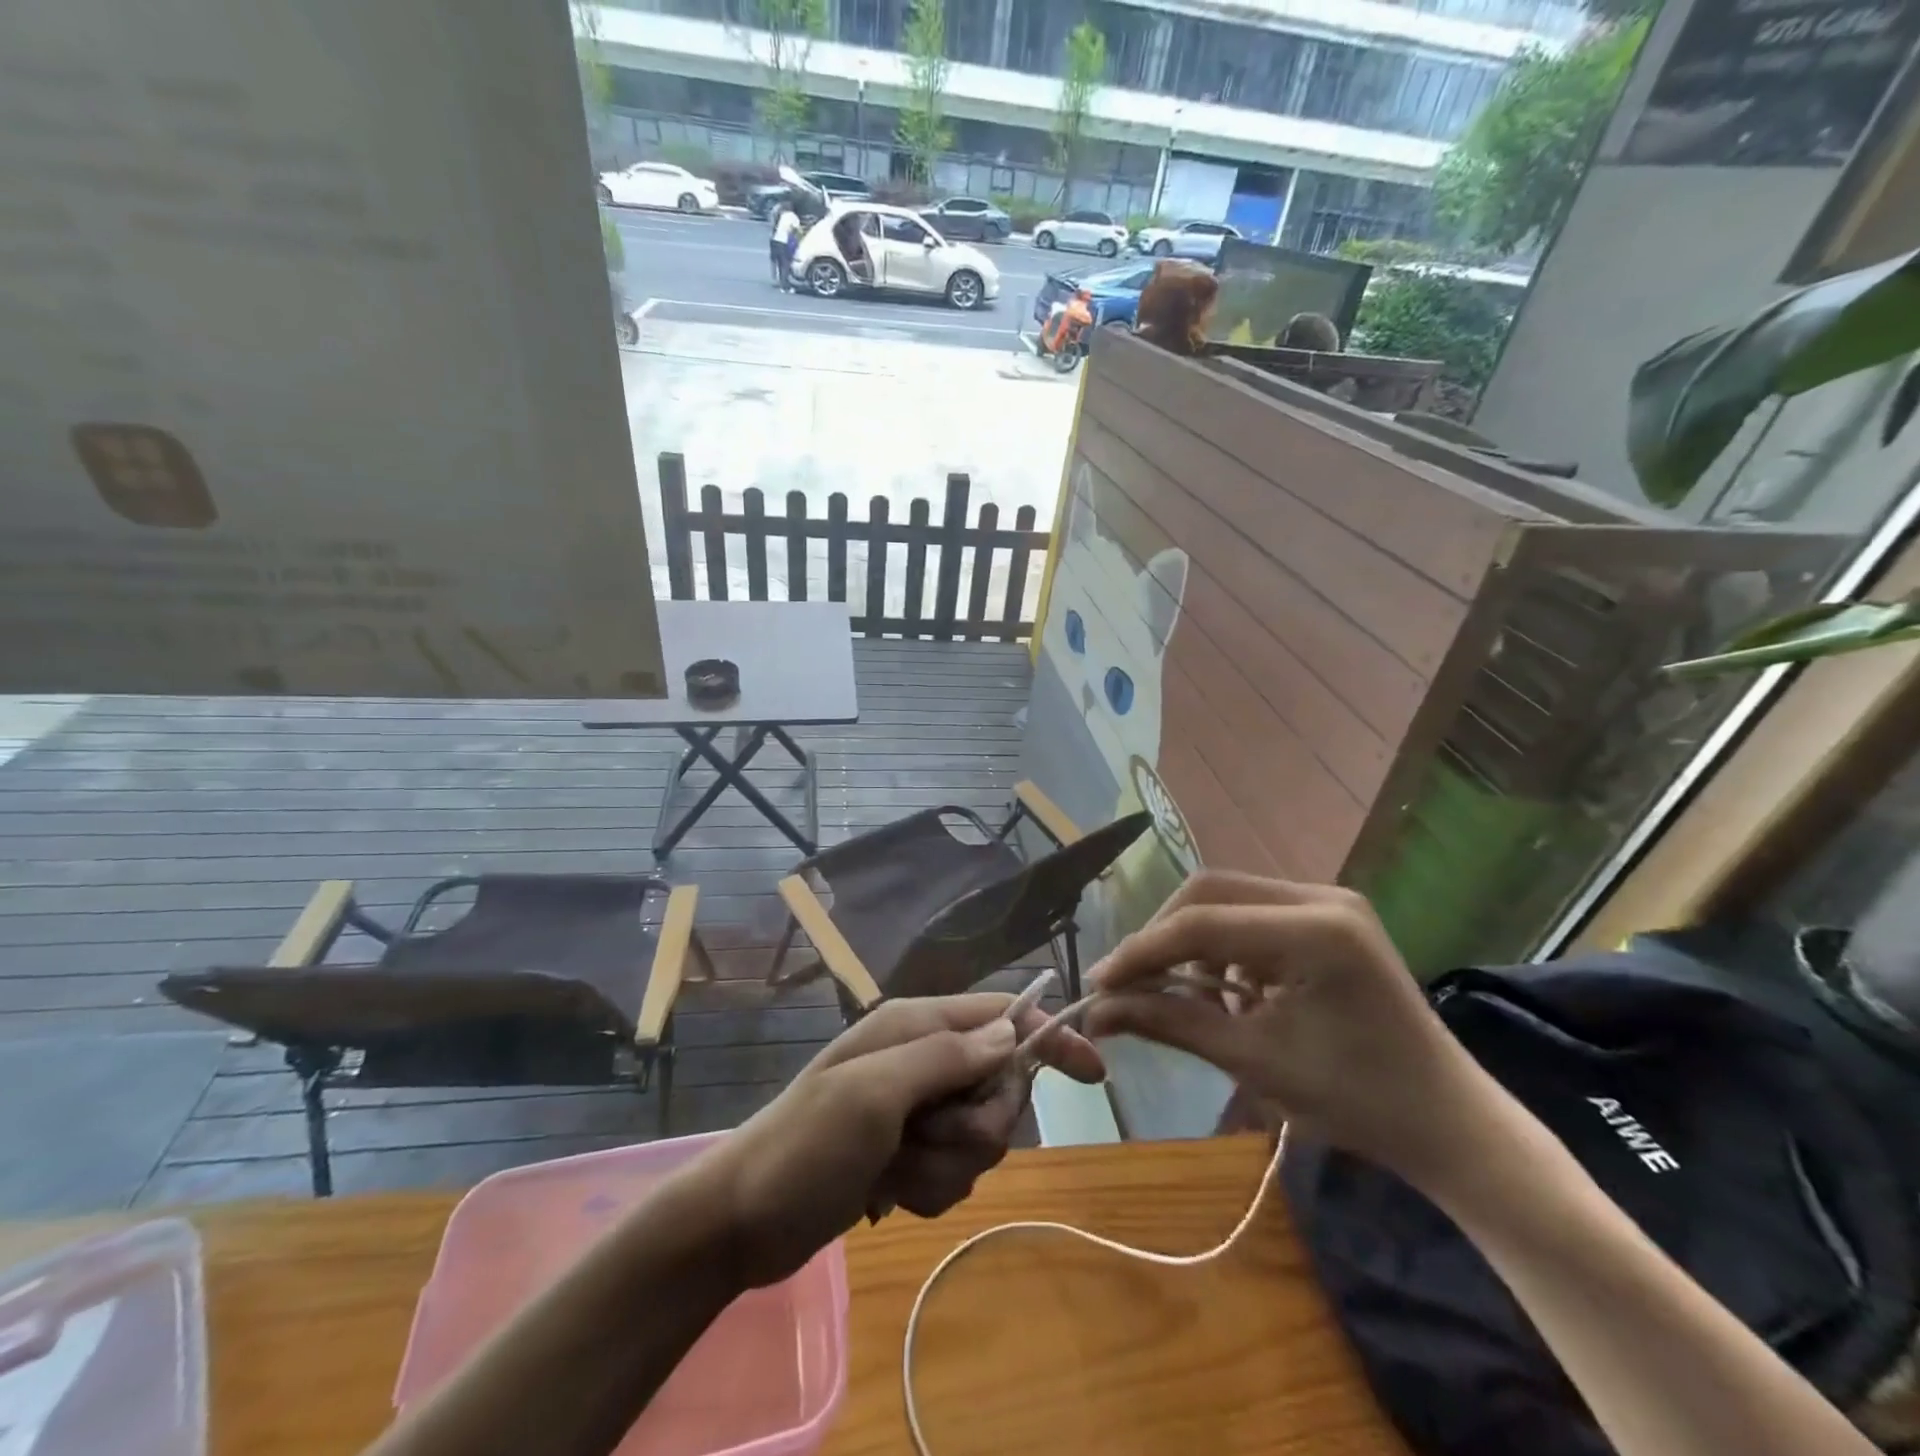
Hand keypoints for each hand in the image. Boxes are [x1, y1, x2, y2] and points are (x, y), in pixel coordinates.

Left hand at [694, 993, 1104, 1287]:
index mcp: (915, 1026)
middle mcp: (922, 1059)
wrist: (741, 1222)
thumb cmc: (805, 1146)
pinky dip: (931, 1188)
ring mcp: (916, 1109)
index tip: (1093, 1072)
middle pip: (999, 1085)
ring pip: (981, 1135)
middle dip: (978, 1124)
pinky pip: (955, 1171)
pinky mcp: (909, 1153)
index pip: (1001, 1015)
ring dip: (948, 1164)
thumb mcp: (874, 1093)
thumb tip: (1012, 1031)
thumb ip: (946, 1056)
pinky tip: (889, 1193)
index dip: (1049, 1036)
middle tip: (930, 1138)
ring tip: (896, 1170)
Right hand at [1081, 872, 1494, 1184]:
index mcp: (1314, 929)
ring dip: (1191, 941)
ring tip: (1175, 993)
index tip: (1099, 985)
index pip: (1200, 923)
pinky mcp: (1327, 918)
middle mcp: (1321, 897)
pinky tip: (1220, 991)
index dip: (1142, 952)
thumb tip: (1097, 1011)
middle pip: (1209, 892)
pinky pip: (1252, 915)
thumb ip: (1169, 1022)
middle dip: (1162, 937)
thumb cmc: (1356, 1102)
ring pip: (1226, 899)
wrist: (1448, 1124)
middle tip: (1130, 983)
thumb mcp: (1253, 1060)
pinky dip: (1222, 948)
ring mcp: (1328, 902)